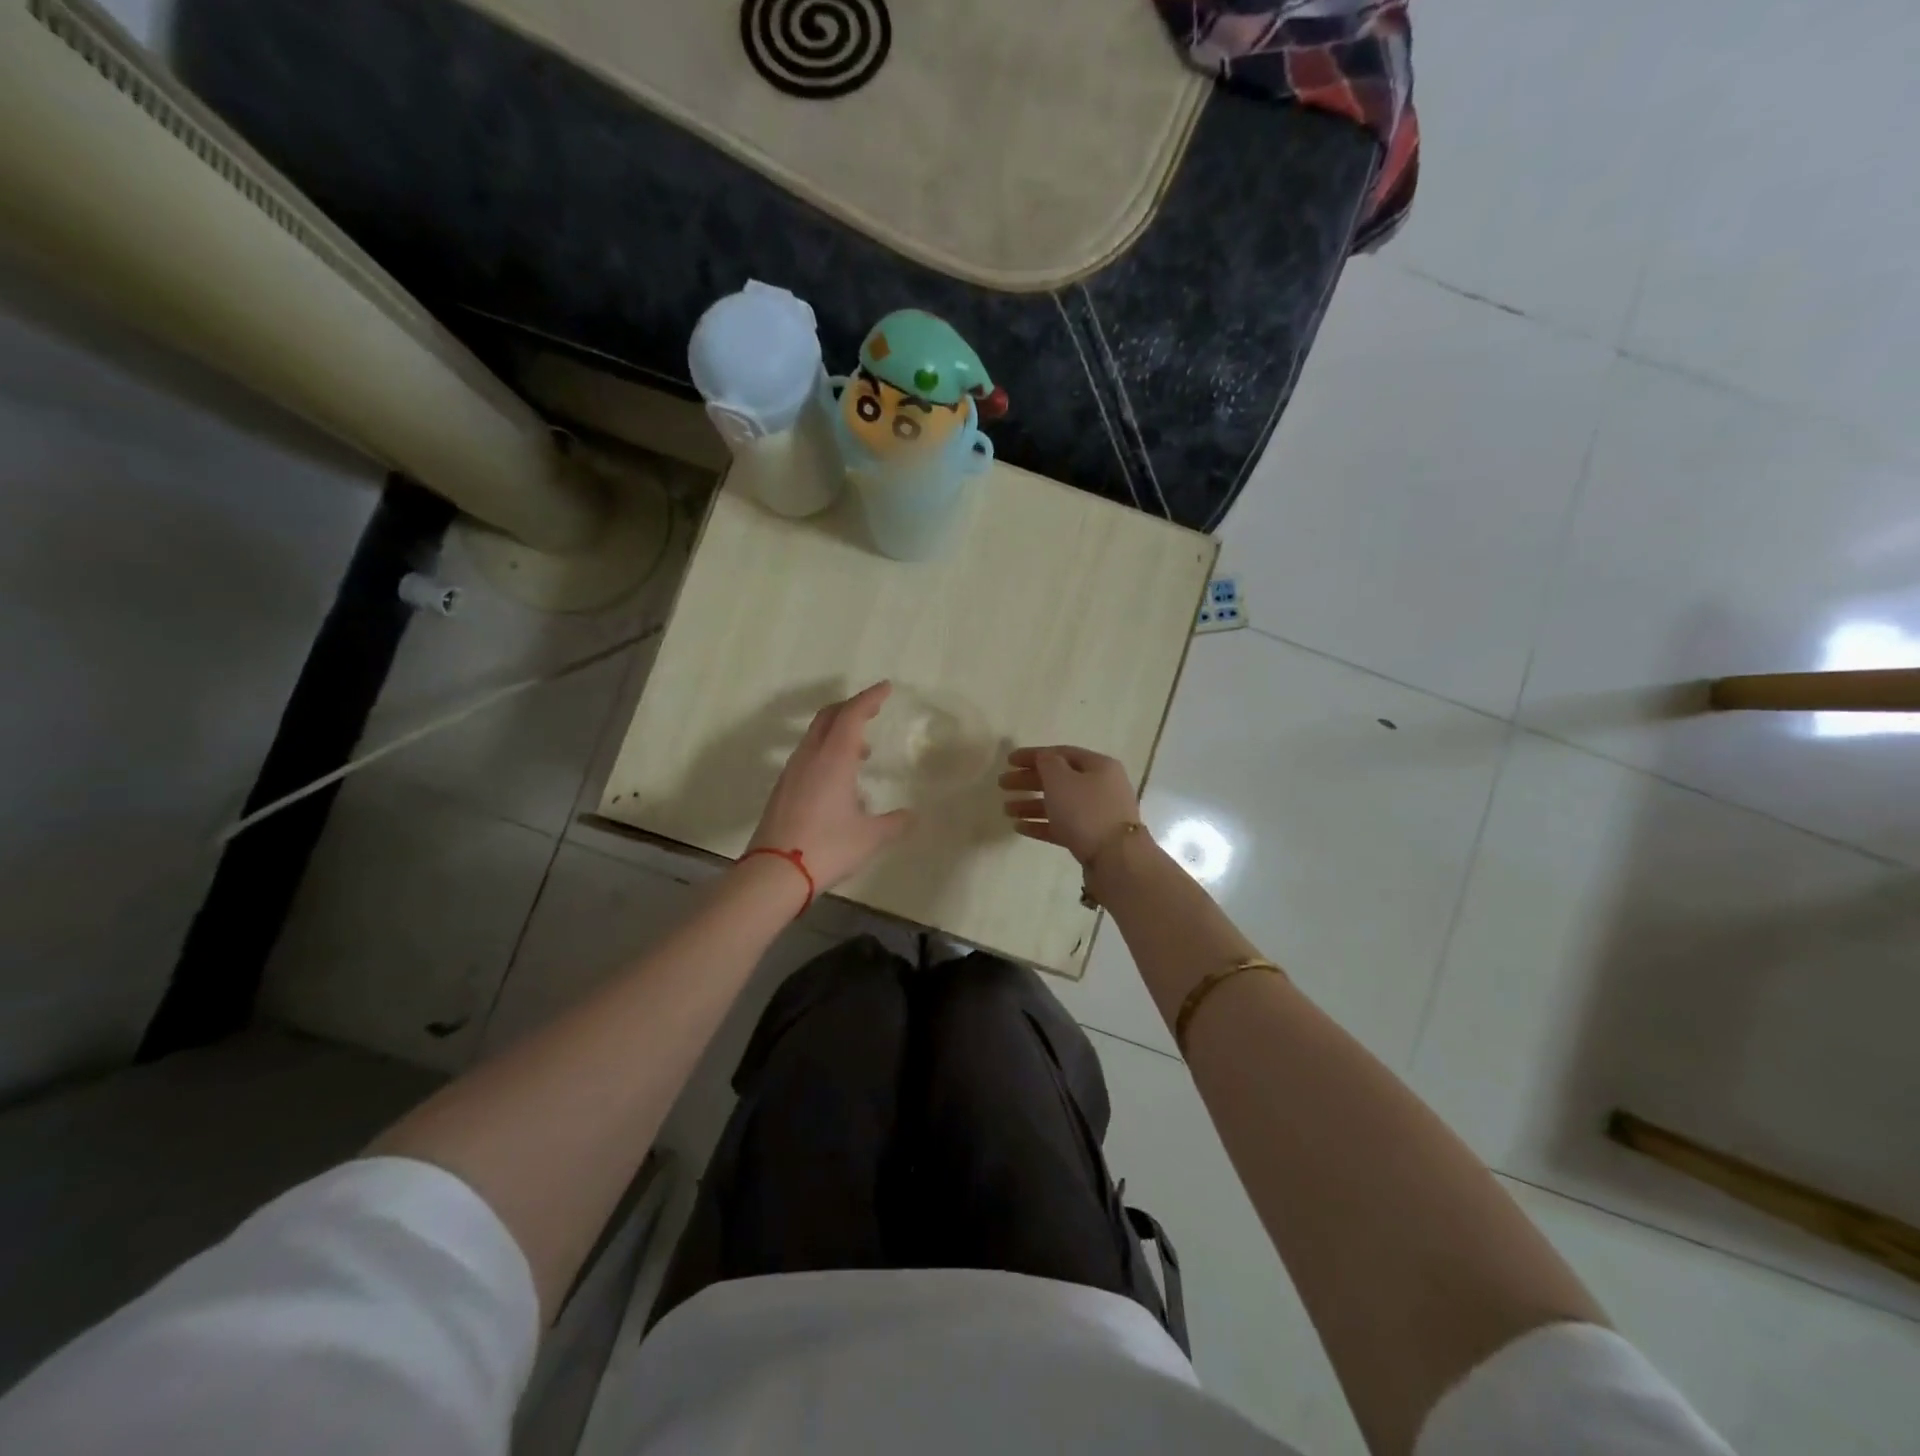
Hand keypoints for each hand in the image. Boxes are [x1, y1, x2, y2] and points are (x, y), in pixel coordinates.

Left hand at [748, 682, 911, 888]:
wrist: (775, 872)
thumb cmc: (827, 847)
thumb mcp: (870, 837)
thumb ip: (894, 823)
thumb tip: (912, 816)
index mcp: (834, 758)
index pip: (852, 714)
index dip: (869, 698)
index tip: (886, 688)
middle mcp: (810, 756)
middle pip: (828, 717)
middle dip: (851, 707)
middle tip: (872, 710)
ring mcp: (792, 772)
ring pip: (815, 736)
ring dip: (838, 732)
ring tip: (861, 751)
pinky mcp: (782, 789)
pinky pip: (808, 756)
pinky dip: (826, 752)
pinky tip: (839, 780)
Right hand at [999, 745, 1140, 864]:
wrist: (1116, 859)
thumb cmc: (1086, 811)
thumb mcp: (1061, 779)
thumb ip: (1047, 763)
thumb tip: (1044, 758)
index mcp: (1098, 766)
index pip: (1061, 753)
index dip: (1033, 755)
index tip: (1008, 761)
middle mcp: (1101, 786)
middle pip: (1059, 779)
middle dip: (1029, 781)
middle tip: (1002, 784)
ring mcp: (1097, 814)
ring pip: (1059, 804)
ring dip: (1031, 804)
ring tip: (1006, 809)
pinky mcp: (1091, 838)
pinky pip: (1062, 826)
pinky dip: (1041, 824)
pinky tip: (1019, 827)